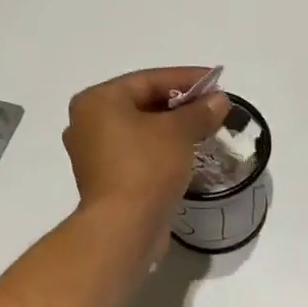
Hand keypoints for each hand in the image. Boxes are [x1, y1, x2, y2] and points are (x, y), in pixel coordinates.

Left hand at [62, 67, 229, 228]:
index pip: (148, 80)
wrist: (124, 227)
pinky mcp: (106, 181)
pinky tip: (186, 155)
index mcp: (98, 101)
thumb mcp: (178, 132)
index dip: (186, 79)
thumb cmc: (146, 167)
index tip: (216, 82)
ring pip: (140, 131)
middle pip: (142, 104)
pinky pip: (138, 155)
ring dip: (172, 130)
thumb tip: (219, 101)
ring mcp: (94, 155)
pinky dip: (161, 151)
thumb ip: (200, 111)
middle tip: (213, 109)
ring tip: (205, 131)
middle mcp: (88, 123)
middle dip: (180, 106)